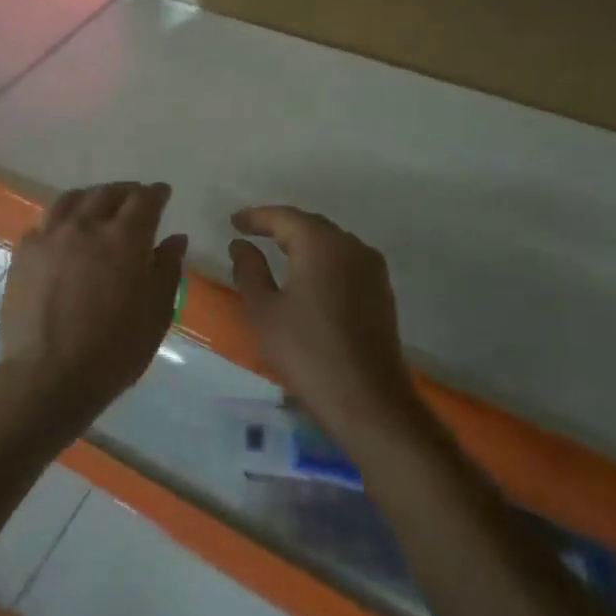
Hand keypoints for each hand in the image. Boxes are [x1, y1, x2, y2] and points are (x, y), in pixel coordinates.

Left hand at [0, 182, 187, 424]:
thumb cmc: (115, 349)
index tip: (162, 193)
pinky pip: (44, 222)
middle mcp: (85, 226)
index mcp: (124, 238)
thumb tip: (175, 238)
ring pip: (71, 199)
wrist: (50, 375)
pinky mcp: (24, 253)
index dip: (156, 193)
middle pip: (107, 193)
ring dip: (91, 197)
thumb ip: (167, 269)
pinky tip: (63, 231)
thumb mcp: (157, 312)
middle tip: (134, 198)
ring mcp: (50, 236)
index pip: (144, 200)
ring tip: (97, 205)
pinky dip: (61, 219)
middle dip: (125, 192)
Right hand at [229, 206, 418, 442]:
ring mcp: (372, 269)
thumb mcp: (264, 310)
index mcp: (321, 244)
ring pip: (332, 242)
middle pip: (311, 225)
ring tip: (277, 251)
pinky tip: (308, 275)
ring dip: (304, 242)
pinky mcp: (381, 291)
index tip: (234, 221)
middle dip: (281, 226)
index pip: (284, 217)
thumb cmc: (306, 351)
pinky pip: (345, 261)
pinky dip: (322, 260)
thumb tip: (241, 245)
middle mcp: (351, 247)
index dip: (257, 217)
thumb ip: (249, 270)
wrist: (367, 398)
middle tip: (252, 232)